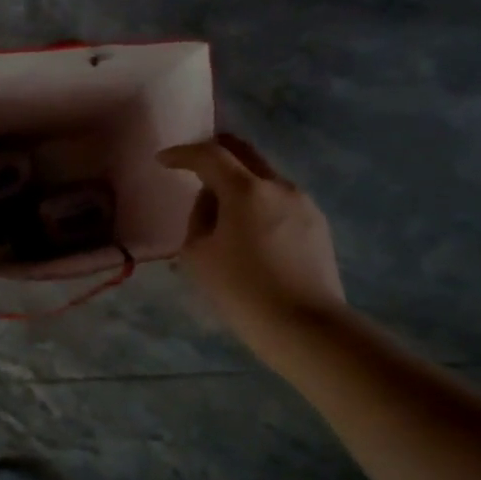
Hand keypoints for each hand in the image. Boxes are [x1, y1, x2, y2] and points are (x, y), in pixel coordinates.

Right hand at [158, 134, 345, 358]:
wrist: (305, 326)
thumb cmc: (241, 290)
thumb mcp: (197, 255)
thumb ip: (199, 218)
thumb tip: (211, 204)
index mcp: (246, 190)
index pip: (210, 155)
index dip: (183, 154)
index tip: (162, 160)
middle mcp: (279, 187)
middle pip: (245, 154)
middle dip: (216, 153)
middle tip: (193, 163)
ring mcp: (304, 205)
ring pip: (264, 180)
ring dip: (238, 183)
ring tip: (220, 210)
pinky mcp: (318, 226)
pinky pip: (280, 203)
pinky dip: (258, 205)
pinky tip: (249, 233)